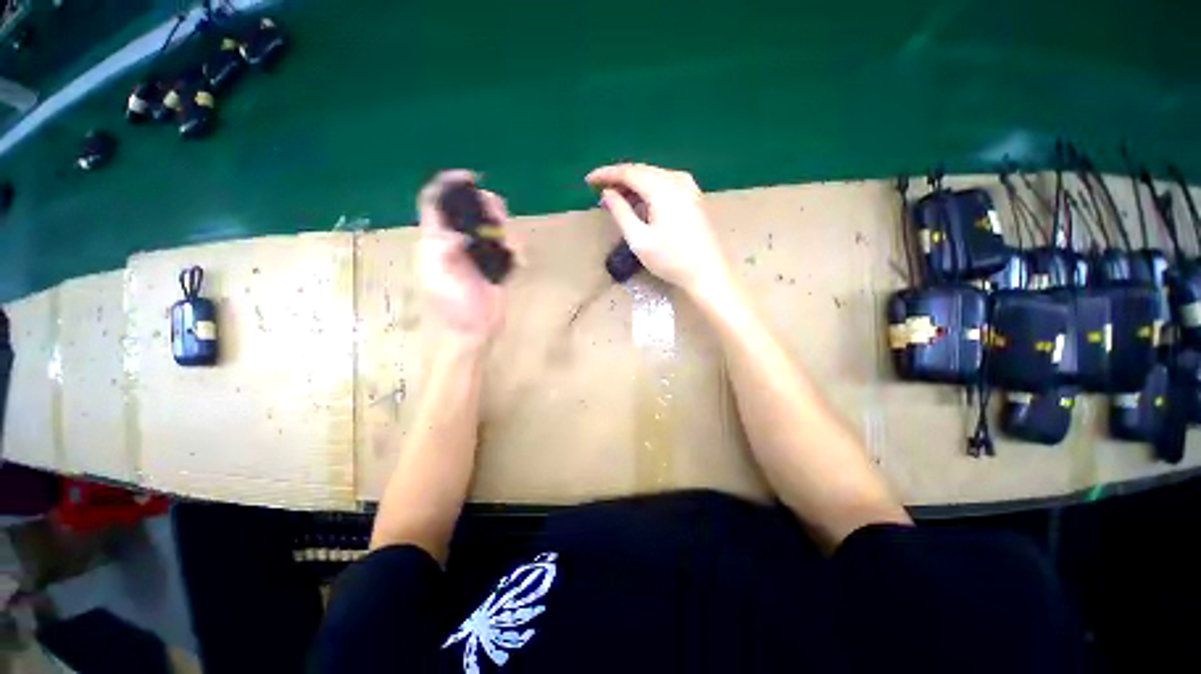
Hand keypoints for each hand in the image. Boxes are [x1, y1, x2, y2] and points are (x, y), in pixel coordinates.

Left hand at [417, 170, 510, 346]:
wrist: (475, 330)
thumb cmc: (454, 307)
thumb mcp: (439, 279)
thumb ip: (442, 251)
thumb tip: (456, 230)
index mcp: (436, 242)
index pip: (435, 204)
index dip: (448, 186)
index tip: (469, 178)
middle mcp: (457, 242)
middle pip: (469, 211)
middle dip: (484, 206)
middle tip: (498, 214)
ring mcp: (478, 254)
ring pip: (490, 226)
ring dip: (503, 227)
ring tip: (511, 241)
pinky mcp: (496, 266)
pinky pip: (506, 247)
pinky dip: (514, 248)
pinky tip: (519, 258)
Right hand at [586, 163, 732, 298]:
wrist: (707, 273)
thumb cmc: (671, 260)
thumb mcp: (639, 239)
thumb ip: (621, 212)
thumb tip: (608, 194)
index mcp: (662, 188)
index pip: (628, 172)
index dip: (606, 174)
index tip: (589, 181)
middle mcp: (677, 180)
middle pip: (642, 170)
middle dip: (619, 178)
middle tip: (601, 191)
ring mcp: (689, 187)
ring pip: (655, 176)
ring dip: (634, 184)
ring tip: (618, 199)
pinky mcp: (695, 197)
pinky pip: (666, 183)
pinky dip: (649, 189)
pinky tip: (642, 202)